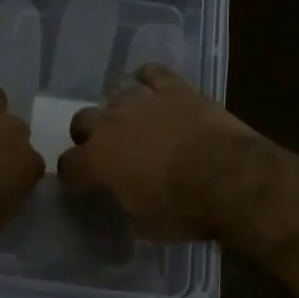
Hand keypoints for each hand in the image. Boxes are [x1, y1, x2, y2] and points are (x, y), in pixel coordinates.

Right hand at [59, 65, 262, 240]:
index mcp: (97, 160)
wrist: (230, 178)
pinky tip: (150, 88)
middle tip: (104, 150)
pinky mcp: (175, 89)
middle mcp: (111, 123)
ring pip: (115, 94)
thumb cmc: (184, 209)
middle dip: (87, 135)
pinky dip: (147, 79)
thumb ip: (126, 205)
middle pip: (82, 120)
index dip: (73, 176)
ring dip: (118, 110)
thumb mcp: (144, 224)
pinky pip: (151, 73)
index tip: (81, 184)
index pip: (68, 165)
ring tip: (131, 122)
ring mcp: (142, 101)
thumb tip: (127, 199)